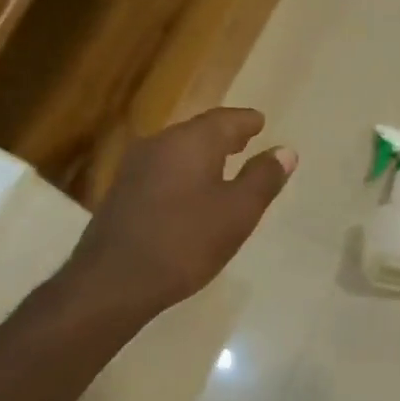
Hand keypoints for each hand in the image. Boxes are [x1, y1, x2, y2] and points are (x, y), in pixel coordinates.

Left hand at [64, 108, 296, 320]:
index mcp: (191, 142)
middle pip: (198, 132)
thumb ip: (263, 179)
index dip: (247, 121)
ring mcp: (135, 168)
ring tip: (223, 166)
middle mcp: (159, 144)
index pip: (225, 120)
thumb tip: (285, 151)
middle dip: (224, 136)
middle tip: (245, 139)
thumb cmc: (185, 242)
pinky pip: (162, 171)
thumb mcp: (237, 213)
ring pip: (177, 151)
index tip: (261, 122)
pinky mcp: (122, 193)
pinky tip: (190, 193)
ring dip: (202, 155)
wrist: (114, 280)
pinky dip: (183, 174)